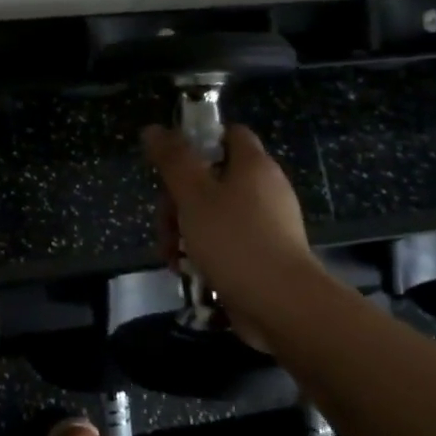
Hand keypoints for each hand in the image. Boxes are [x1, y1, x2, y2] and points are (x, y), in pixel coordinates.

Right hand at [143, 122, 325, 336]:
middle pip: (212, 178)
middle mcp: (264, 188)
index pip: (228, 134)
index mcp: (253, 165)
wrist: (282, 305)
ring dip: (185, 231)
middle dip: (179, 201)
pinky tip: (188, 272)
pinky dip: (205, 252)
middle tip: (165, 225)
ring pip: (215, 213)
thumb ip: (172, 160)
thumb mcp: (193, 195)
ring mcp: (267, 224)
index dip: (198, 141)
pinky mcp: (264, 255)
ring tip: (171, 257)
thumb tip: (153, 129)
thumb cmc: (234, 240)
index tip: (172, 165)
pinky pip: (228, 242)